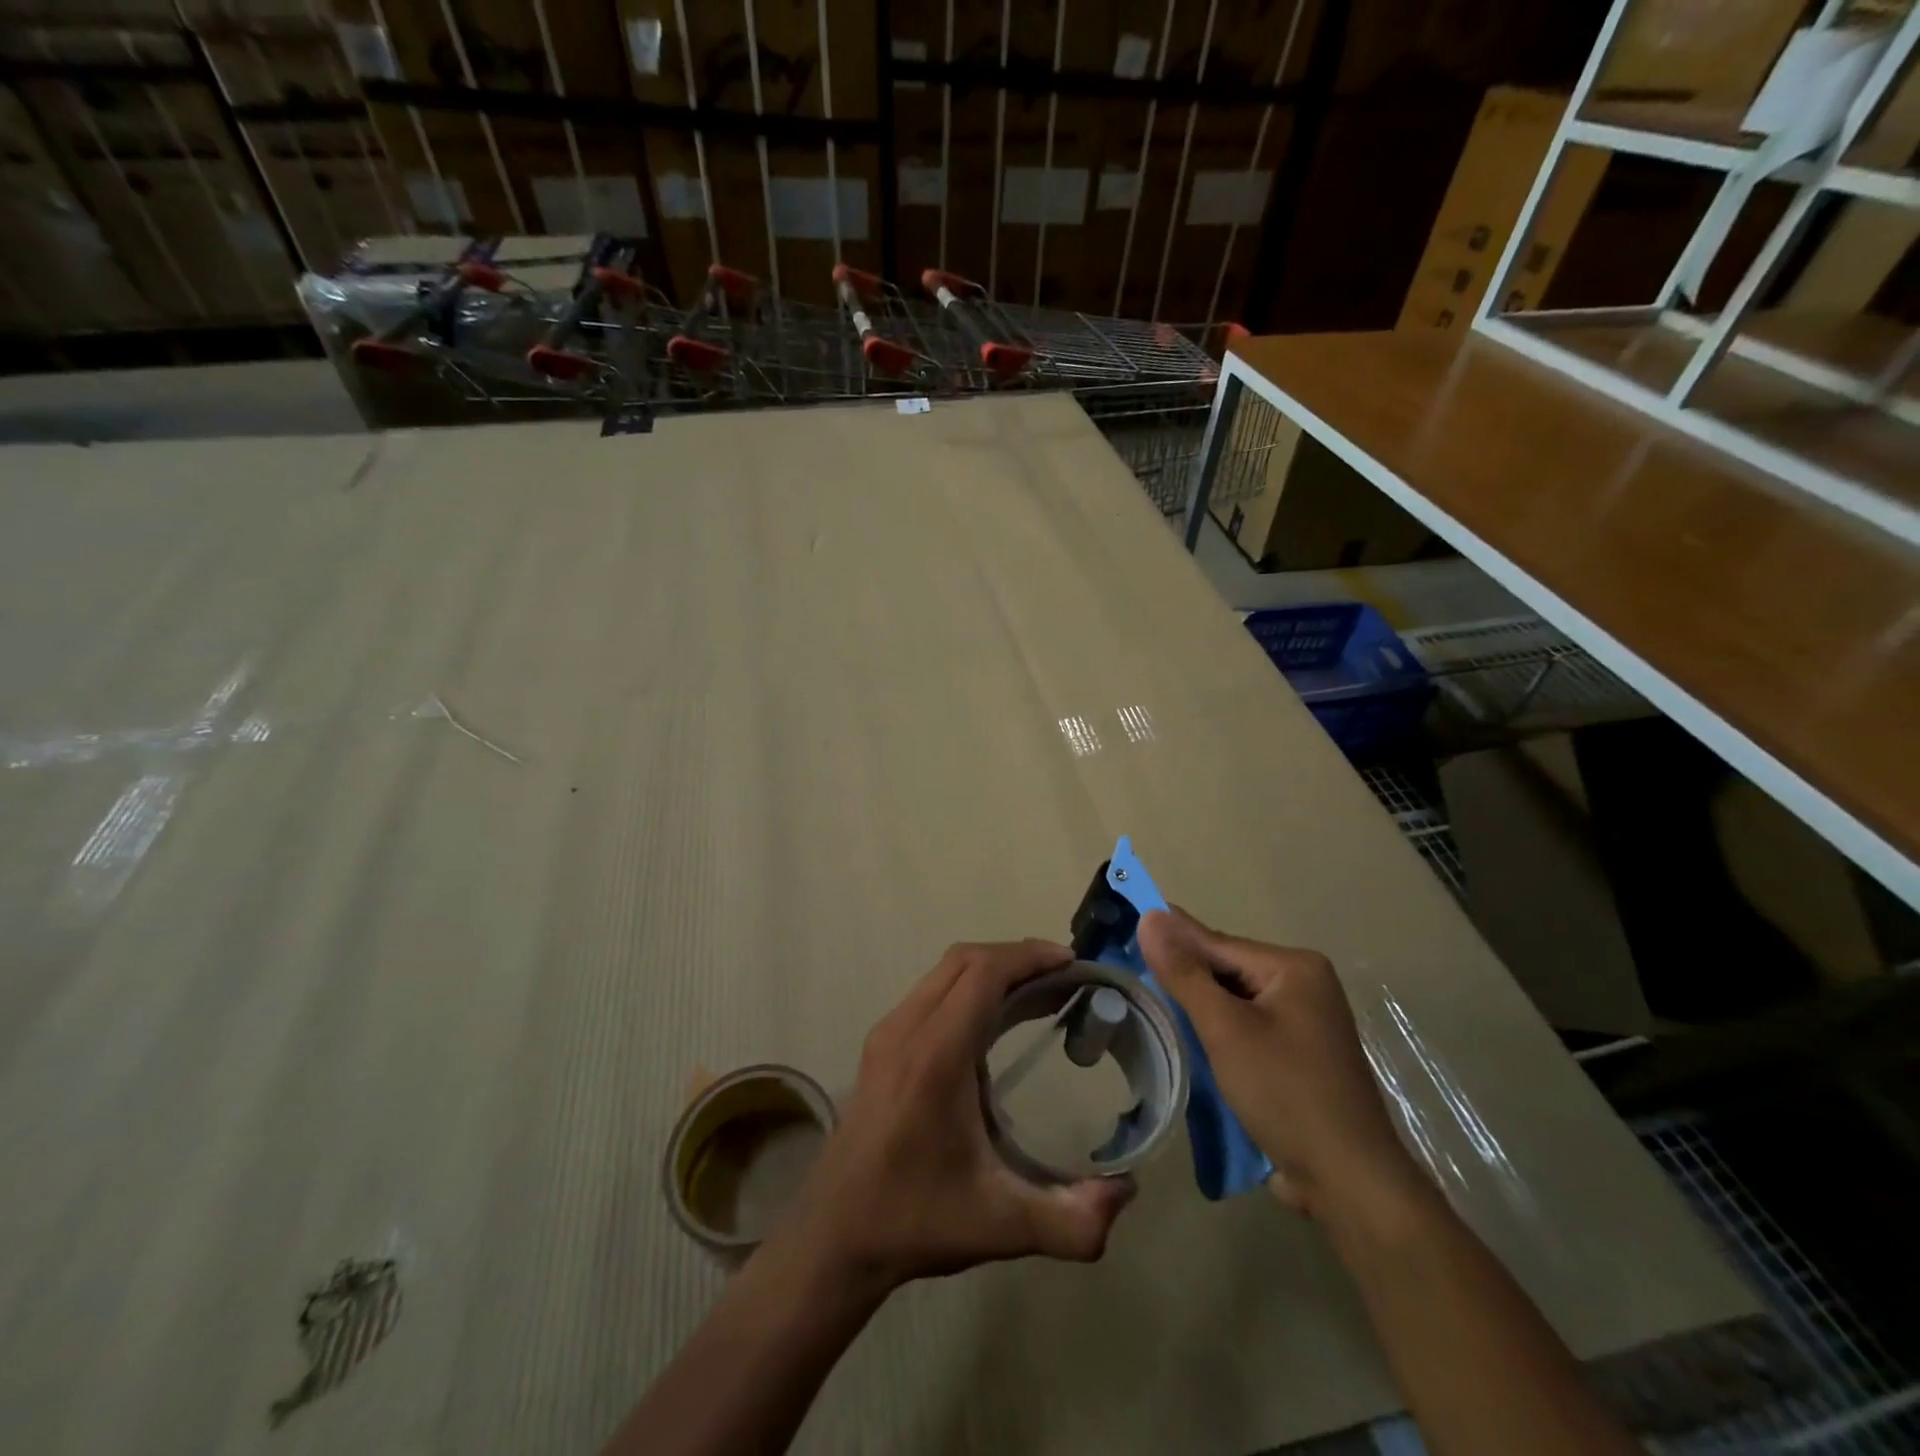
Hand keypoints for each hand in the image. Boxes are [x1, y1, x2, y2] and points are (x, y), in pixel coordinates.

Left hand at [777, 940, 1136, 1293]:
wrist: (835, 1234)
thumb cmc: (916, 1220)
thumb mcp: (1001, 1227)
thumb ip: (1072, 1222)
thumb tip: (1128, 1192)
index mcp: (935, 1056)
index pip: (983, 974)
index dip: (1028, 957)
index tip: (1072, 962)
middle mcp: (906, 1029)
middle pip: (964, 960)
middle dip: (1017, 956)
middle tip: (1064, 975)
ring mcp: (888, 1032)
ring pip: (944, 971)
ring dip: (992, 968)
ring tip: (1039, 990)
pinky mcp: (881, 1043)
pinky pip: (931, 990)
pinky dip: (969, 985)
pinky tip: (995, 1019)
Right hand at [1138, 909, 1424, 1222]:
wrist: (1348, 1182)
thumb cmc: (1286, 1093)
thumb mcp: (1226, 1029)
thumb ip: (1185, 973)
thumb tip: (1151, 916)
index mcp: (1295, 967)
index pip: (1218, 944)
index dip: (1171, 941)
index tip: (1125, 929)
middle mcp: (1305, 985)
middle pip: (1227, 971)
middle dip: (1184, 978)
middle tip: (1129, 973)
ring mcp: (1306, 1021)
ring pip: (1235, 1001)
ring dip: (1199, 1007)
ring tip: (1149, 1003)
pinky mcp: (1300, 1054)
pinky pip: (1248, 1026)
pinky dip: (1218, 1031)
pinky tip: (1189, 1038)